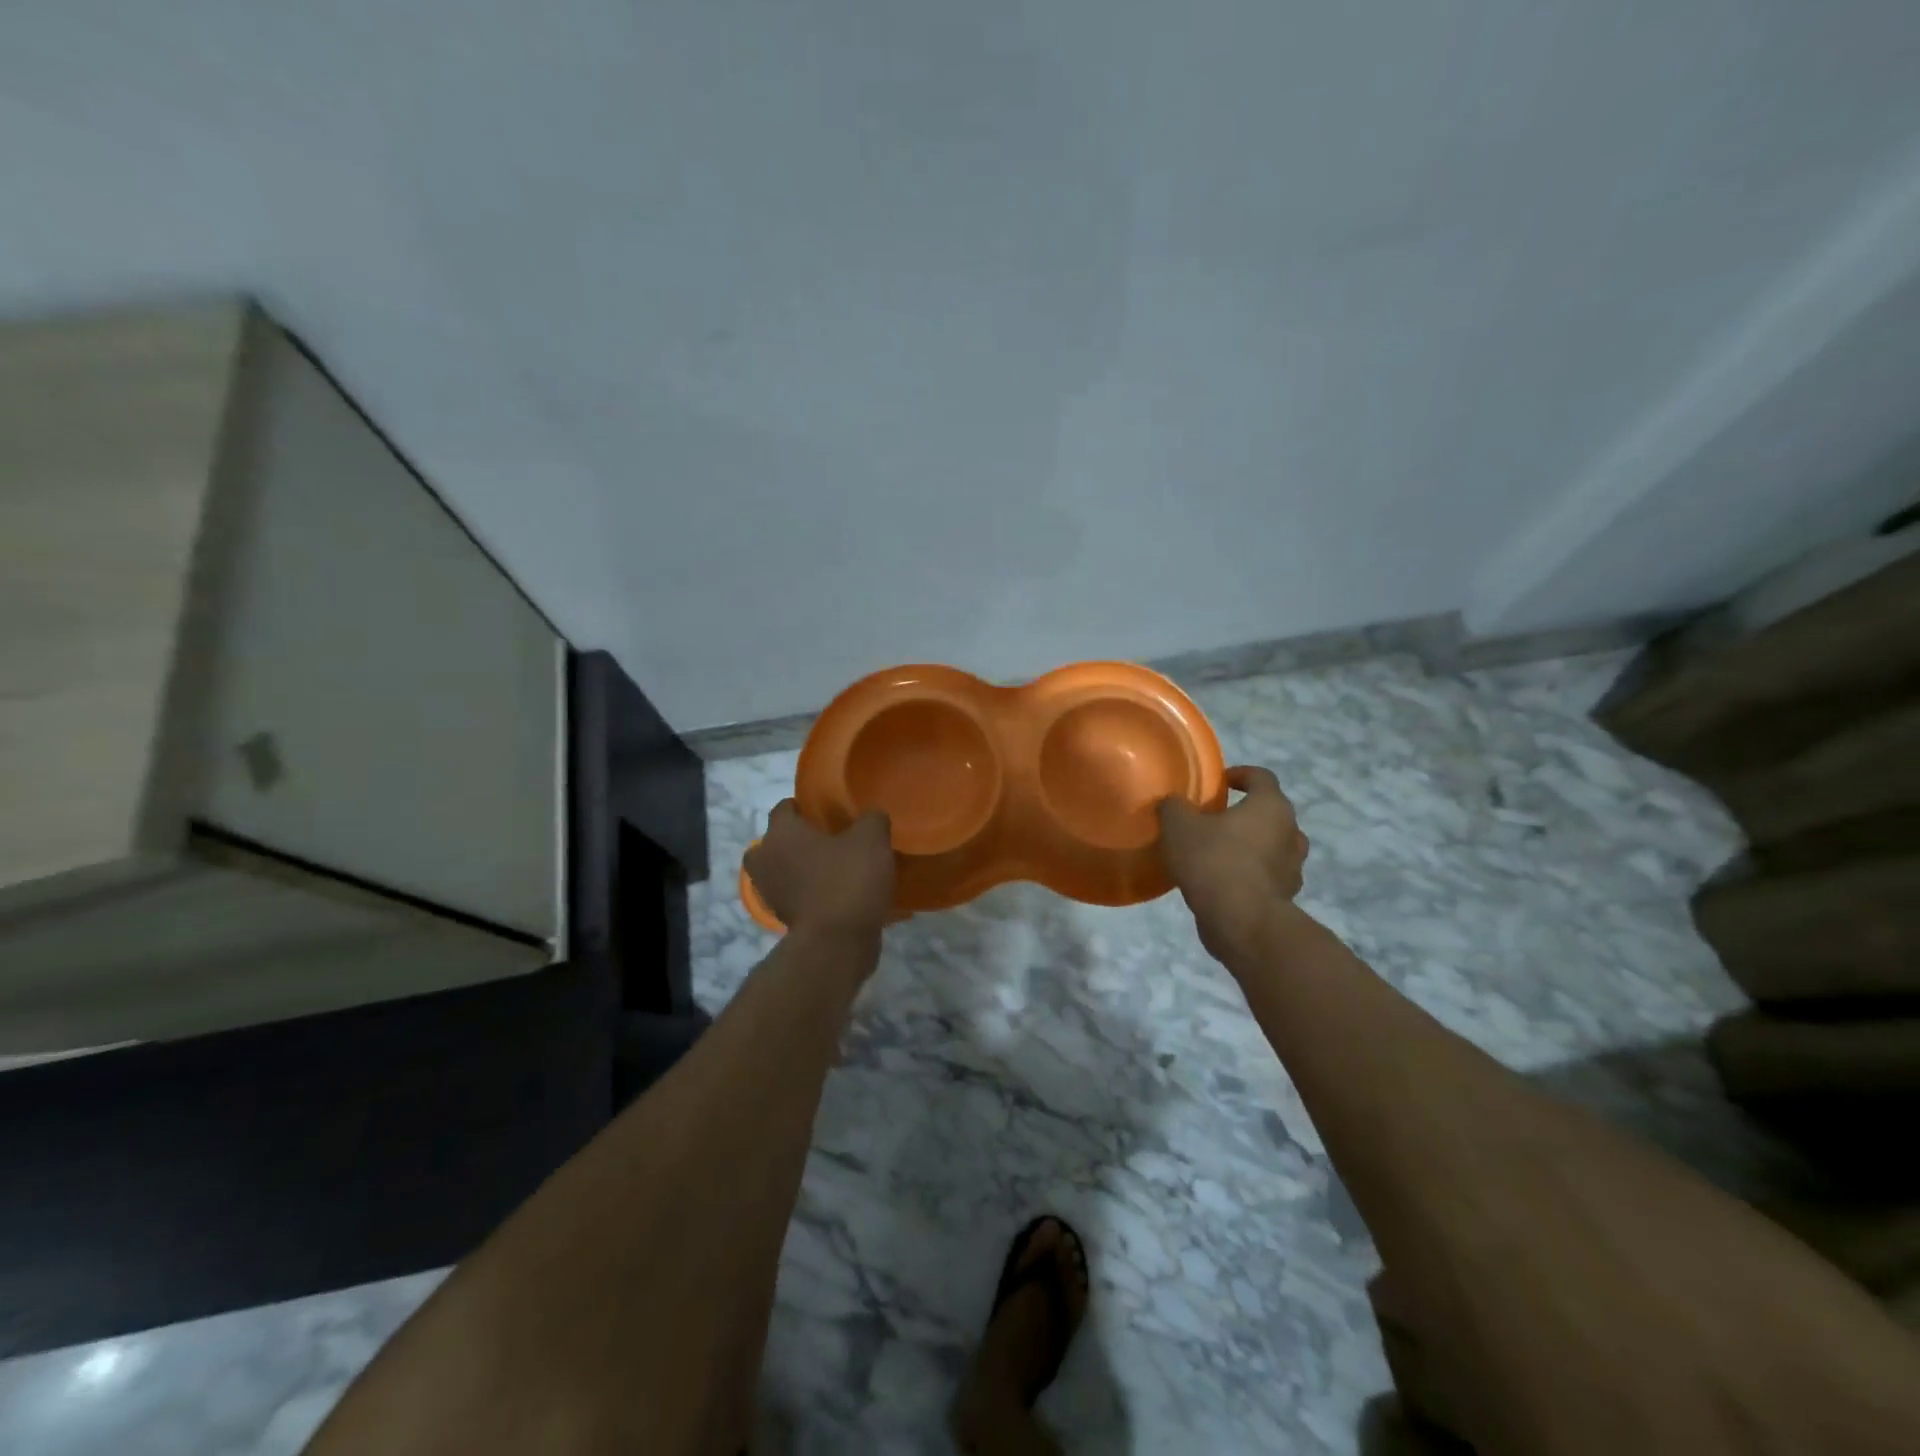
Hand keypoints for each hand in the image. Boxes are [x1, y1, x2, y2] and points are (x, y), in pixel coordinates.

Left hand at [744, 801, 894, 941]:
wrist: (836, 944)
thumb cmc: (847, 880)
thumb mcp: (872, 839)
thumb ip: (872, 819)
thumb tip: (872, 817)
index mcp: (781, 833)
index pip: (784, 807)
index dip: (805, 805)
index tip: (830, 810)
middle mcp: (766, 860)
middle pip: (775, 842)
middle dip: (797, 840)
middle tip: (830, 840)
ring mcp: (771, 893)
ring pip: (785, 871)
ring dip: (804, 869)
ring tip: (839, 868)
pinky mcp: (784, 919)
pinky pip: (797, 896)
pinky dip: (812, 894)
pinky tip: (843, 894)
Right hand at [1157, 766, 1308, 957]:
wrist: (1242, 922)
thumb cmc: (1214, 862)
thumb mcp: (1179, 826)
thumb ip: (1174, 807)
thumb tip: (1173, 804)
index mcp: (1270, 806)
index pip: (1261, 777)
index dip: (1240, 774)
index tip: (1219, 783)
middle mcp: (1290, 832)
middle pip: (1270, 813)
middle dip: (1244, 813)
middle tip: (1213, 820)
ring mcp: (1293, 867)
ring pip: (1272, 846)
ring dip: (1250, 846)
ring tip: (1219, 853)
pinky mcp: (1286, 896)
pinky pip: (1267, 876)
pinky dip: (1250, 874)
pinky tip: (1223, 882)